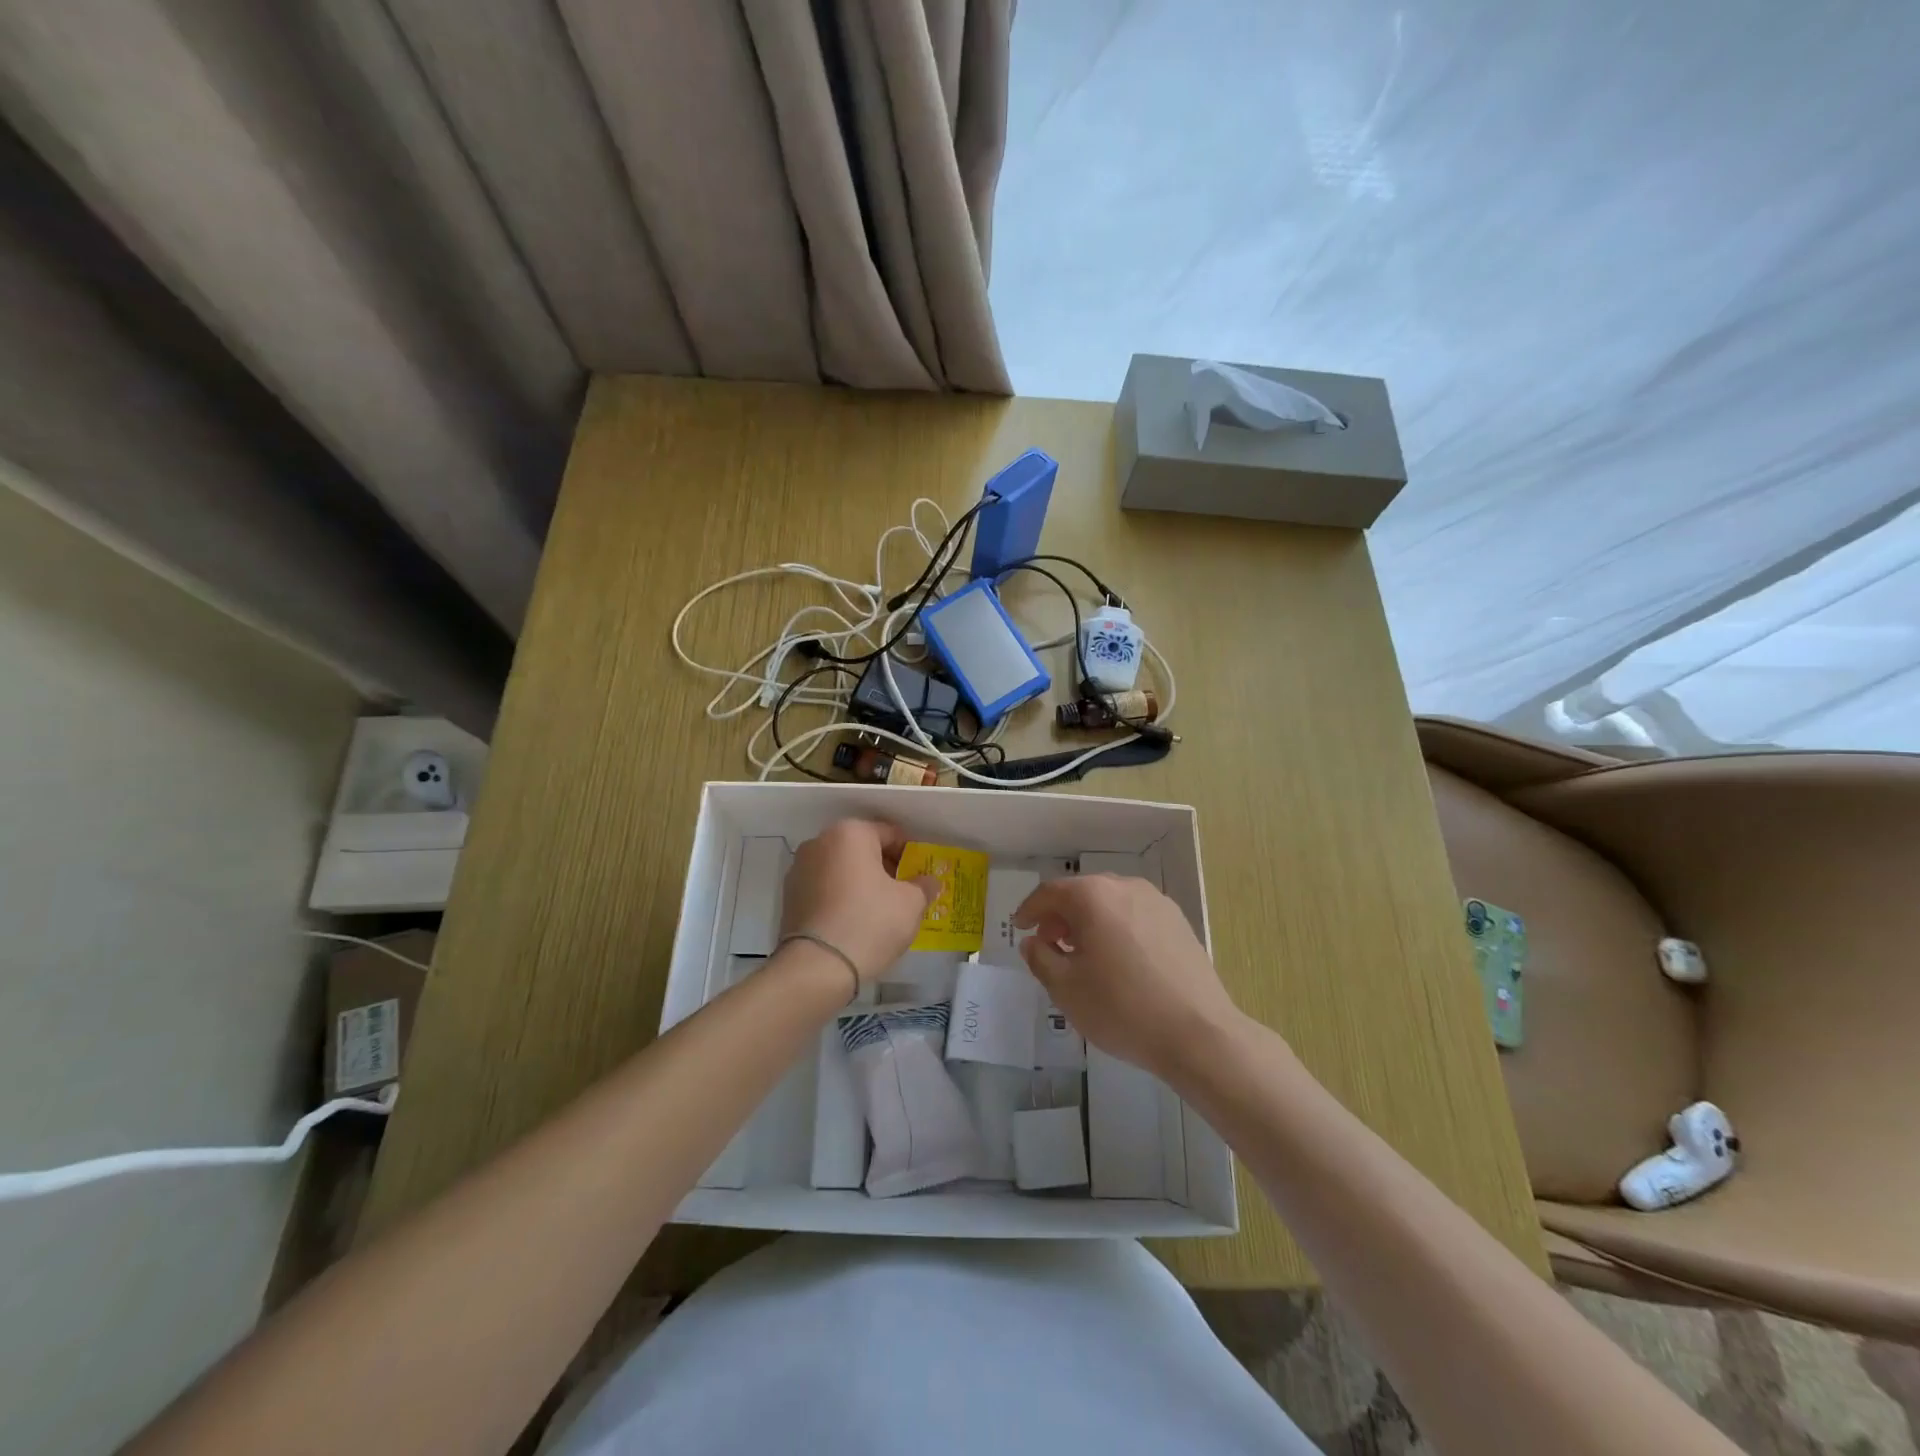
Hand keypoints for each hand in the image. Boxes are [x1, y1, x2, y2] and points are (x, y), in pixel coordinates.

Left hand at [780, 819, 936, 982]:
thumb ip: (923, 885)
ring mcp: (799, 869)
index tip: (920, 877)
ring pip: (842, 869)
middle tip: (903, 894)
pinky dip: (841, 898)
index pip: (891, 834)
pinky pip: (825, 889)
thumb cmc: (870, 923)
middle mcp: (819, 842)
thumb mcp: (911, 904)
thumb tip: (927, 881)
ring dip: (861, 883)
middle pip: (863, 849)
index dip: (910, 855)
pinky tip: (854, 922)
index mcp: (850, 833)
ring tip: (879, 911)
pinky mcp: (789, 897)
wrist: (817, 967)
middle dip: (884, 868)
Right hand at [1013, 874, 1244, 1080]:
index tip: (1020, 928)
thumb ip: (1040, 958)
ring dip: (1089, 921)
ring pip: (1110, 903)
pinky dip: (1116, 928)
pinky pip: (1135, 915)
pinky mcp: (1178, 922)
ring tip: (1083, 955)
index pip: (1050, 893)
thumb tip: (1034, 941)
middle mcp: (1125, 887)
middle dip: (1060, 916)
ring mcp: (1157, 902)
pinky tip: (1118, 961)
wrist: (1198, 1034)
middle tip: (1050, 944)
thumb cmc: (1122, 1008)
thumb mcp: (1065, 989)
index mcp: (1093, 896)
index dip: (1030, 910)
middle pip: (1082, 893)